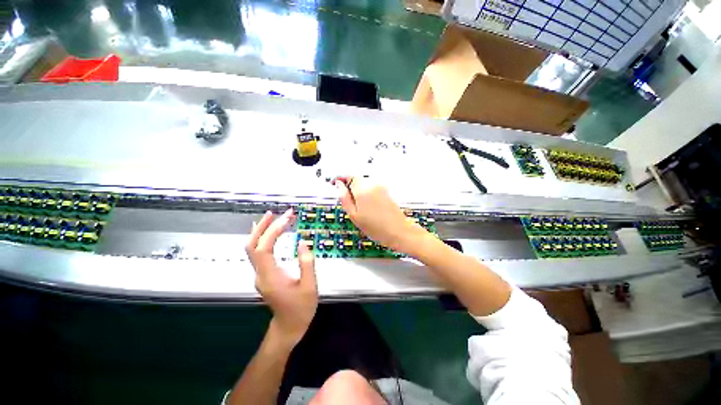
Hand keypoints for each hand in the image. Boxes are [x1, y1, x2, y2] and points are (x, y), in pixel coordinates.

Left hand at [246, 209, 317, 345]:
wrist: (288, 327)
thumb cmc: (301, 308)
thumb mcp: (310, 286)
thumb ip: (307, 263)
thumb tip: (302, 242)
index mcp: (270, 276)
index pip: (264, 248)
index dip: (273, 231)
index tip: (287, 219)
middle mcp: (260, 273)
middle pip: (252, 246)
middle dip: (262, 227)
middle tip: (275, 213)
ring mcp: (260, 274)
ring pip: (252, 249)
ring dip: (261, 231)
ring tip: (273, 217)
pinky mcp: (264, 274)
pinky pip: (258, 253)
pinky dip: (262, 239)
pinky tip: (267, 232)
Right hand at [334, 176, 426, 253]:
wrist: (398, 231)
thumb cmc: (377, 227)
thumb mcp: (354, 215)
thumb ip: (344, 198)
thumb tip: (338, 186)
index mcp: (362, 189)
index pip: (347, 176)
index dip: (339, 180)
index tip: (334, 184)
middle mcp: (372, 184)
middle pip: (356, 179)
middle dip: (349, 187)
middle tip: (346, 202)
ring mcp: (380, 187)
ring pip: (363, 184)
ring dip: (357, 191)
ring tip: (358, 208)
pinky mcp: (385, 191)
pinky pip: (371, 188)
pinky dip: (366, 194)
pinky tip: (367, 208)